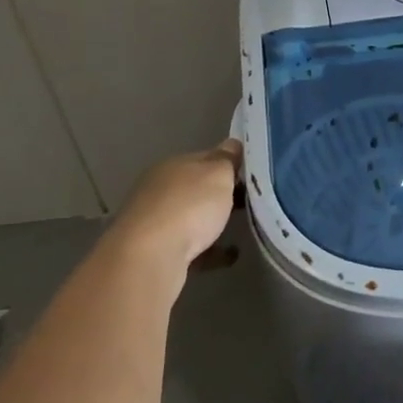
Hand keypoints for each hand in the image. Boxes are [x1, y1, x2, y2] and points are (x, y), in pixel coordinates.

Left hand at [102, 140, 242, 297]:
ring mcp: (154, 222)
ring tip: (242, 228)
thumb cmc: (188, 207)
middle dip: (220, 194)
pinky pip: (191, 246)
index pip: (206, 157)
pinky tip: (230, 256)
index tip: (253, 174)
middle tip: (251, 200)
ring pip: (191, 217)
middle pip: (197, 188)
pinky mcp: (155, 252)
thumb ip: (228, 159)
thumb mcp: (218, 174)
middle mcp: (159, 189)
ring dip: (213, 222)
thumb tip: (234, 144)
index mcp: (173, 165)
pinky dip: (210, 250)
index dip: (230, 163)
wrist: (149, 258)